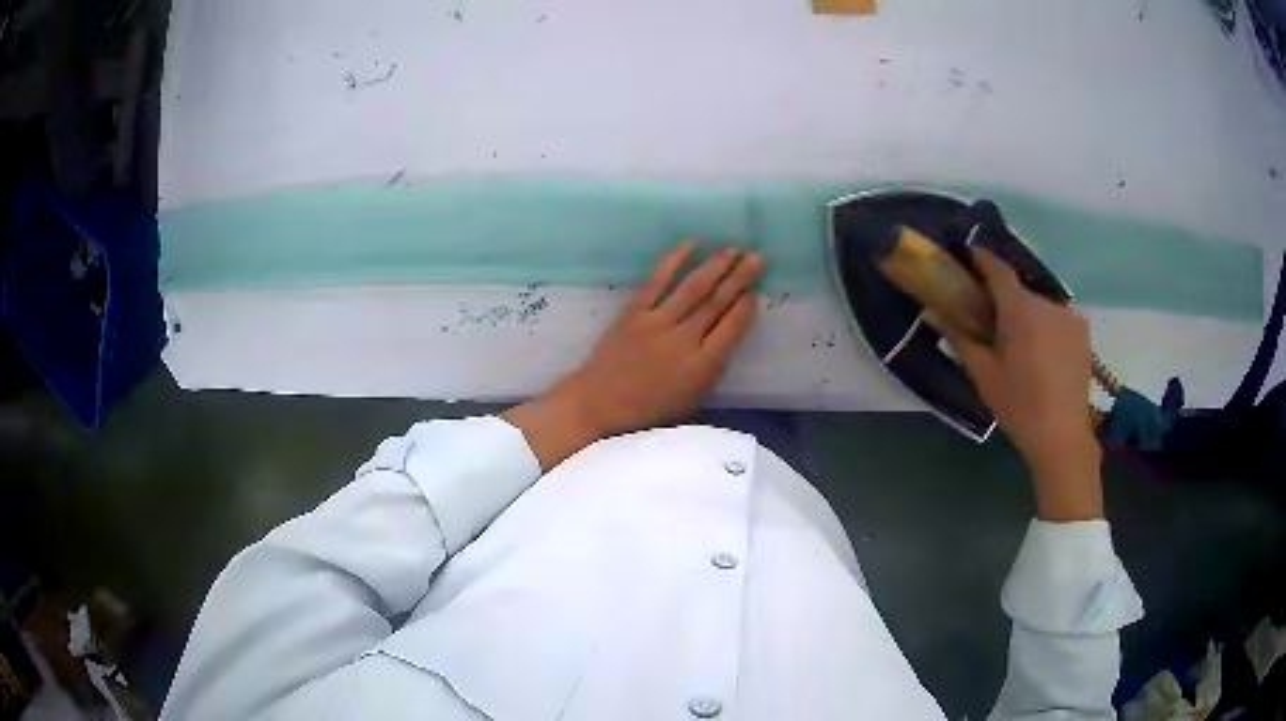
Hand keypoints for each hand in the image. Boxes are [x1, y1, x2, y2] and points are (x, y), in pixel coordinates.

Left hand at [503, 242, 762, 469]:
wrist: (598, 404)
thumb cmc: (647, 411)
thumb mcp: (691, 402)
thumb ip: (711, 370)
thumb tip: (726, 336)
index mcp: (701, 368)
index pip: (731, 328)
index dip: (745, 306)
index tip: (755, 290)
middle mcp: (683, 341)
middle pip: (717, 302)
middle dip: (739, 277)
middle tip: (756, 257)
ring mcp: (656, 323)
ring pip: (693, 288)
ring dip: (715, 265)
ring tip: (733, 249)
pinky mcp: (632, 312)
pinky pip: (656, 281)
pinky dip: (674, 261)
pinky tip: (691, 244)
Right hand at [945, 246, 1103, 520]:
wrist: (1063, 436)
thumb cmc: (1019, 406)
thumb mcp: (983, 375)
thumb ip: (960, 339)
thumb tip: (935, 312)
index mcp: (1019, 310)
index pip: (998, 270)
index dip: (982, 258)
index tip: (969, 253)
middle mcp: (1046, 303)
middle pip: (1020, 292)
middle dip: (1005, 301)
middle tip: (993, 322)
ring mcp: (1069, 316)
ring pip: (1040, 306)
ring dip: (1028, 316)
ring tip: (1023, 347)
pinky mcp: (1083, 332)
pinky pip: (1058, 319)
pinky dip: (1047, 327)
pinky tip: (1045, 355)